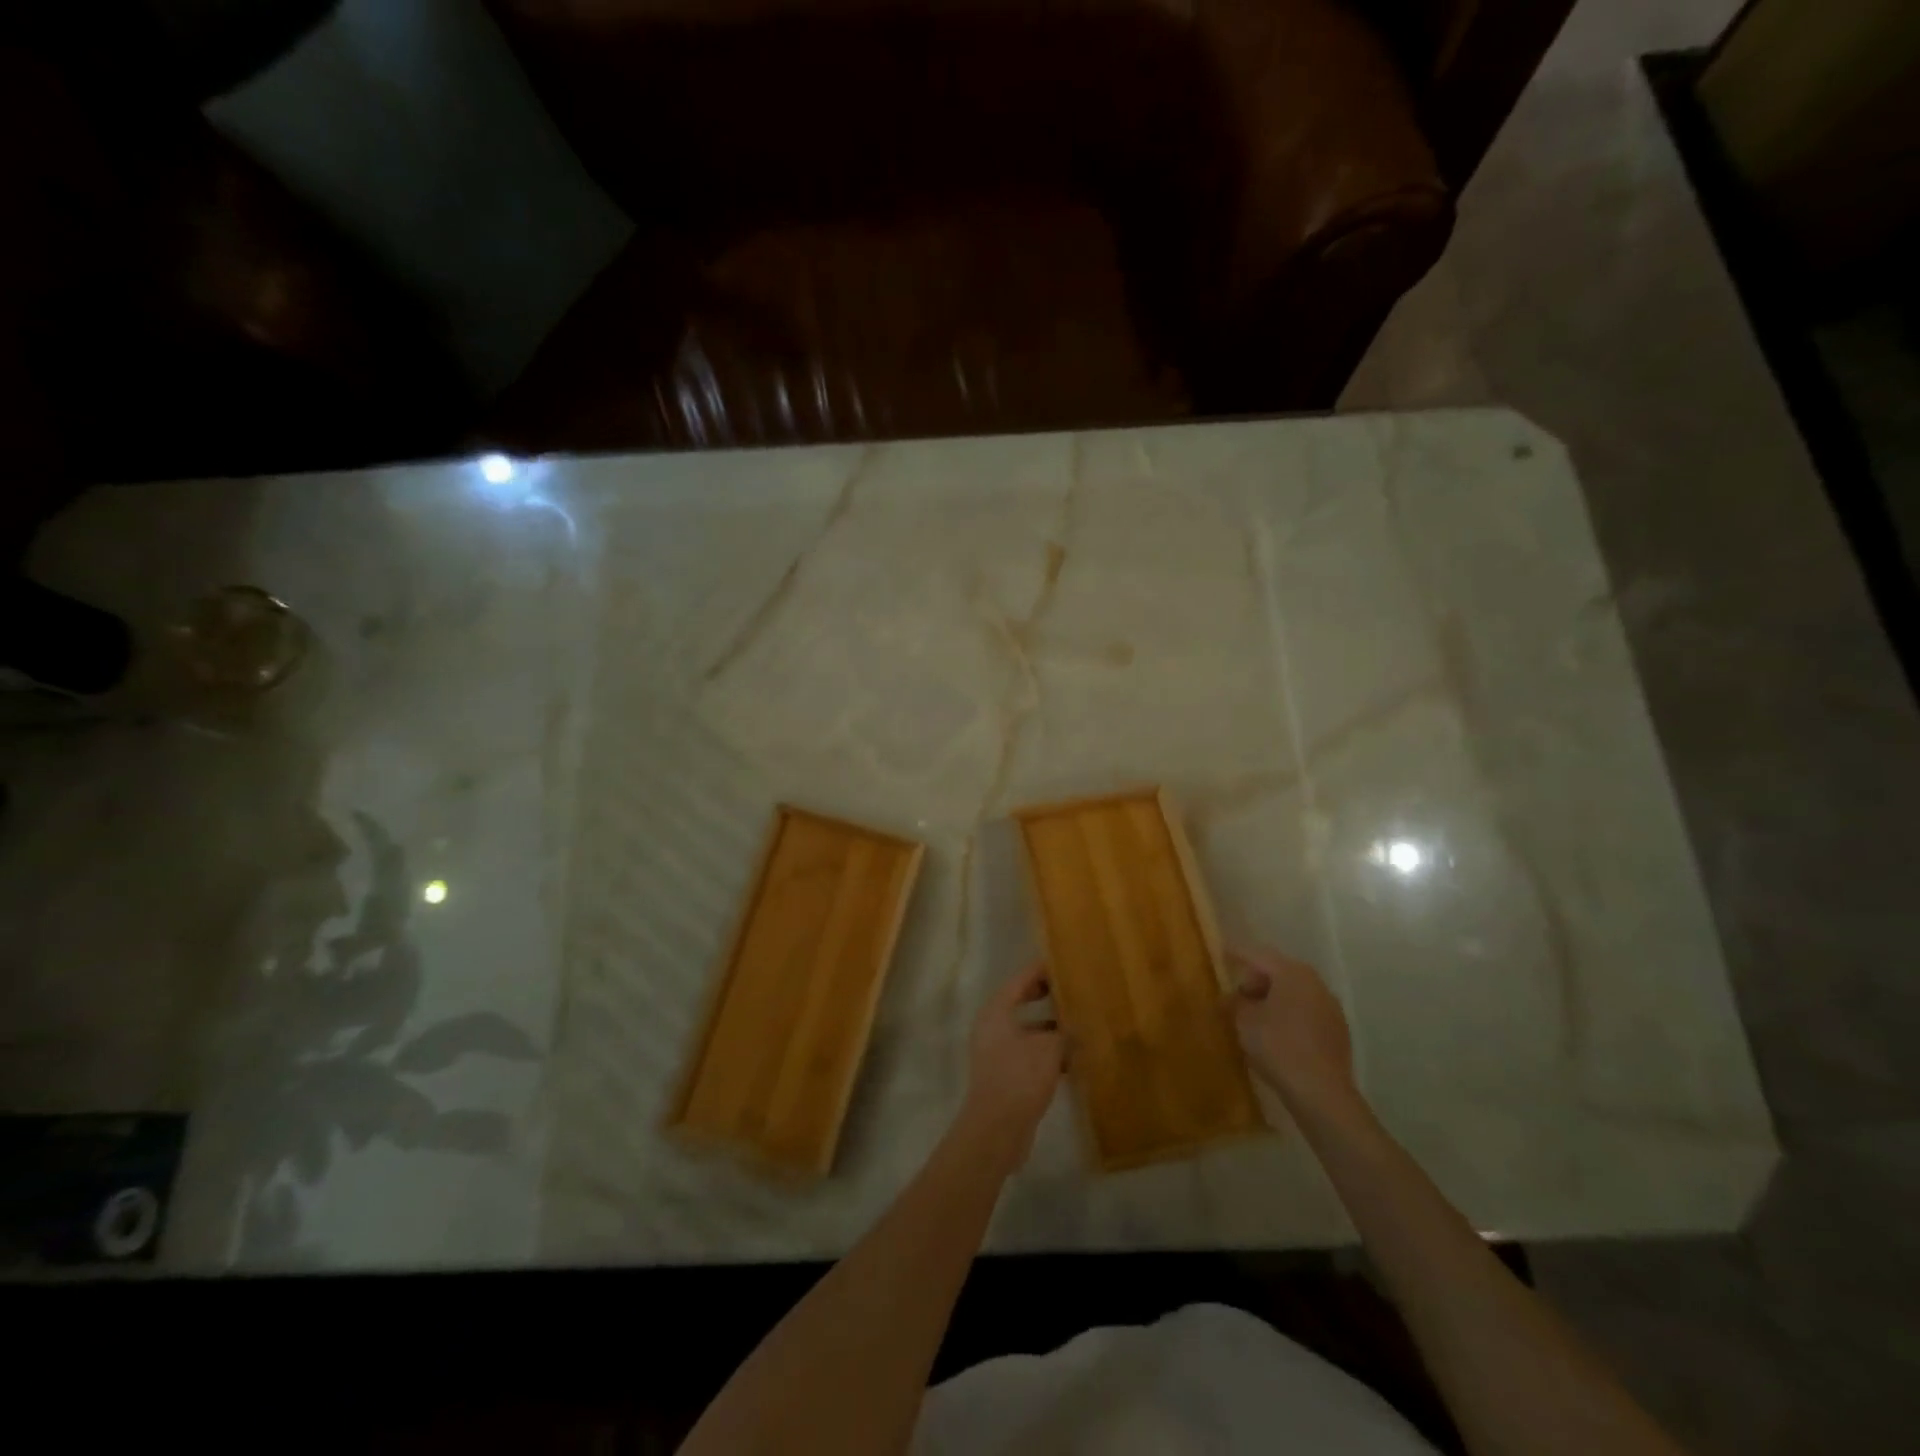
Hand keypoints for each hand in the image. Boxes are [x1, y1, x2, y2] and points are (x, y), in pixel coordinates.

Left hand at [958, 961, 1065, 1169]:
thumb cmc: (1019, 1077)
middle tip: (1073, 990)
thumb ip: (1065, 1032)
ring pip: (1028, 1031)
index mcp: (997, 1011)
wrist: (997, 1130)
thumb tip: (1078, 1027)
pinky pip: (1029, 1053)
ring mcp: (997, 1052)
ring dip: (1051, 1029)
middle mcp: (992, 1026)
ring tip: (1081, 1024)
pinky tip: (1073, 1060)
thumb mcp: (1049, 1048)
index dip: (1041, 971)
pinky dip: (1048, 1053)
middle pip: (1021, 1003)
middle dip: (1047, 998)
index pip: (1020, 980)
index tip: (1063, 963)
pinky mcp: (1005, 1075)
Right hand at [1228, 946, 1359, 1115]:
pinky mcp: (1338, 1032)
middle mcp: (1315, 982)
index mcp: (1292, 972)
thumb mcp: (1243, 1020)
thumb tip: (1230, 997)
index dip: (1237, 954)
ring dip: (1274, 999)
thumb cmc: (1277, 1046)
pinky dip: (1289, 1016)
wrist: (1321, 1092)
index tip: (1222, 953)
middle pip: (1279, 971)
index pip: (1258, 955)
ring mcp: (1331, 1007)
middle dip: (1256, 980)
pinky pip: (1306, 1013)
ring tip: (1255, 1018)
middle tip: (1237, 996)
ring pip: (1295, 993)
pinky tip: (1277, 1035)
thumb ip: (1234, 1002)